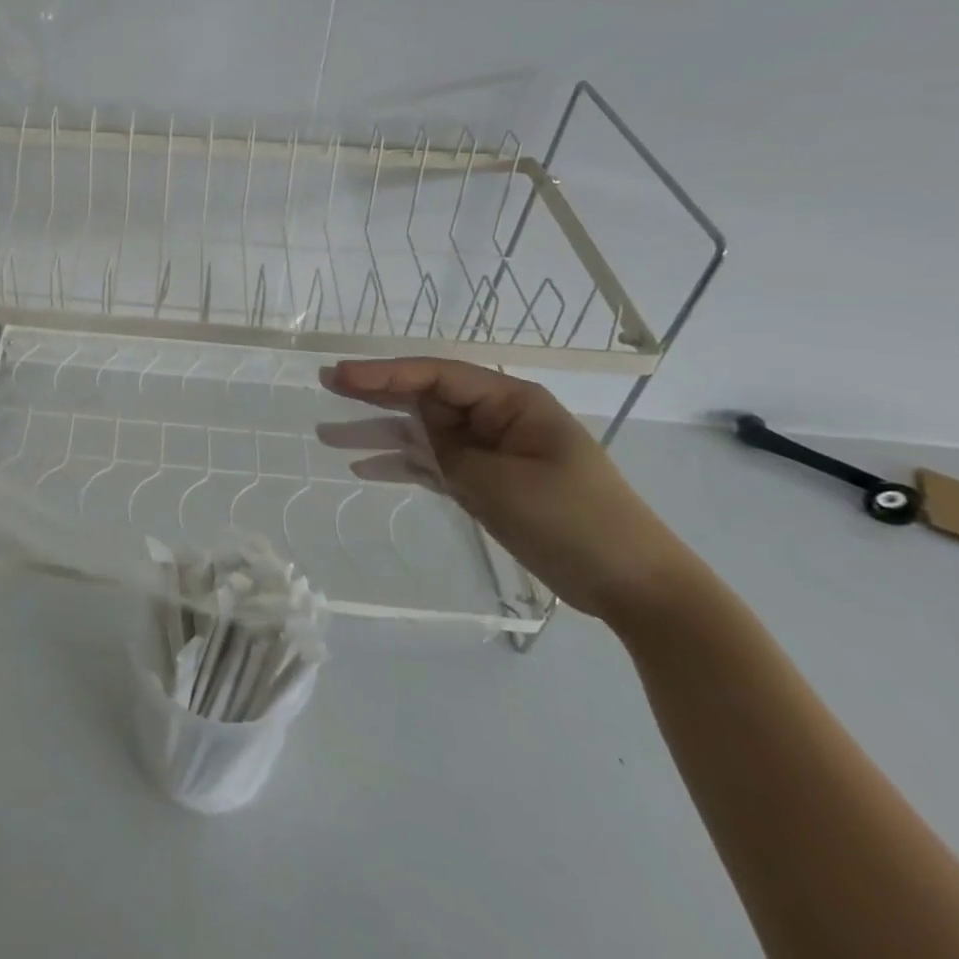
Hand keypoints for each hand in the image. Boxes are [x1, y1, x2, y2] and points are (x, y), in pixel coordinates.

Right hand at [321, 358, 704, 628]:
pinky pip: (431, 465)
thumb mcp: (500, 480)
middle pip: (423, 397)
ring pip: (420, 433)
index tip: (340, 376)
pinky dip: (399, 466)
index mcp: (510, 401)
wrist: (632, 584)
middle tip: (325, 385)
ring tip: (325, 435)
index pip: (435, 376)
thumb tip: (417, 436)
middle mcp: (494, 418)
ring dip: (376, 434)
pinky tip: (361, 468)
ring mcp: (487, 451)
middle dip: (373, 394)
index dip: (384, 373)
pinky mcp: (483, 482)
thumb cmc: (573, 519)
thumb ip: (450, 451)